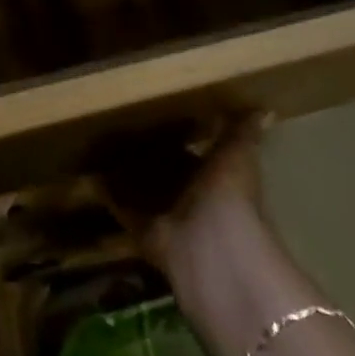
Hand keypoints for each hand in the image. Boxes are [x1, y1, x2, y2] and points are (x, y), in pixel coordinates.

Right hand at [104, 114, 271, 282]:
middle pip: (164, 171)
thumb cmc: (228, 194)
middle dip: (146, 154)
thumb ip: (242, 133)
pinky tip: (89, 171)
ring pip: (142, 189)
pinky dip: (108, 193)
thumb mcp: (238, 155)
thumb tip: (265, 109)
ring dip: (125, 173)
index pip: (192, 153)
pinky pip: (122, 206)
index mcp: (215, 177)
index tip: (153, 112)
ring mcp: (166, 214)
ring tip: (97, 143)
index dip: (177, 136)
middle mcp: (191, 197)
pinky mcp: (142, 228)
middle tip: (116, 124)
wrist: (210, 246)